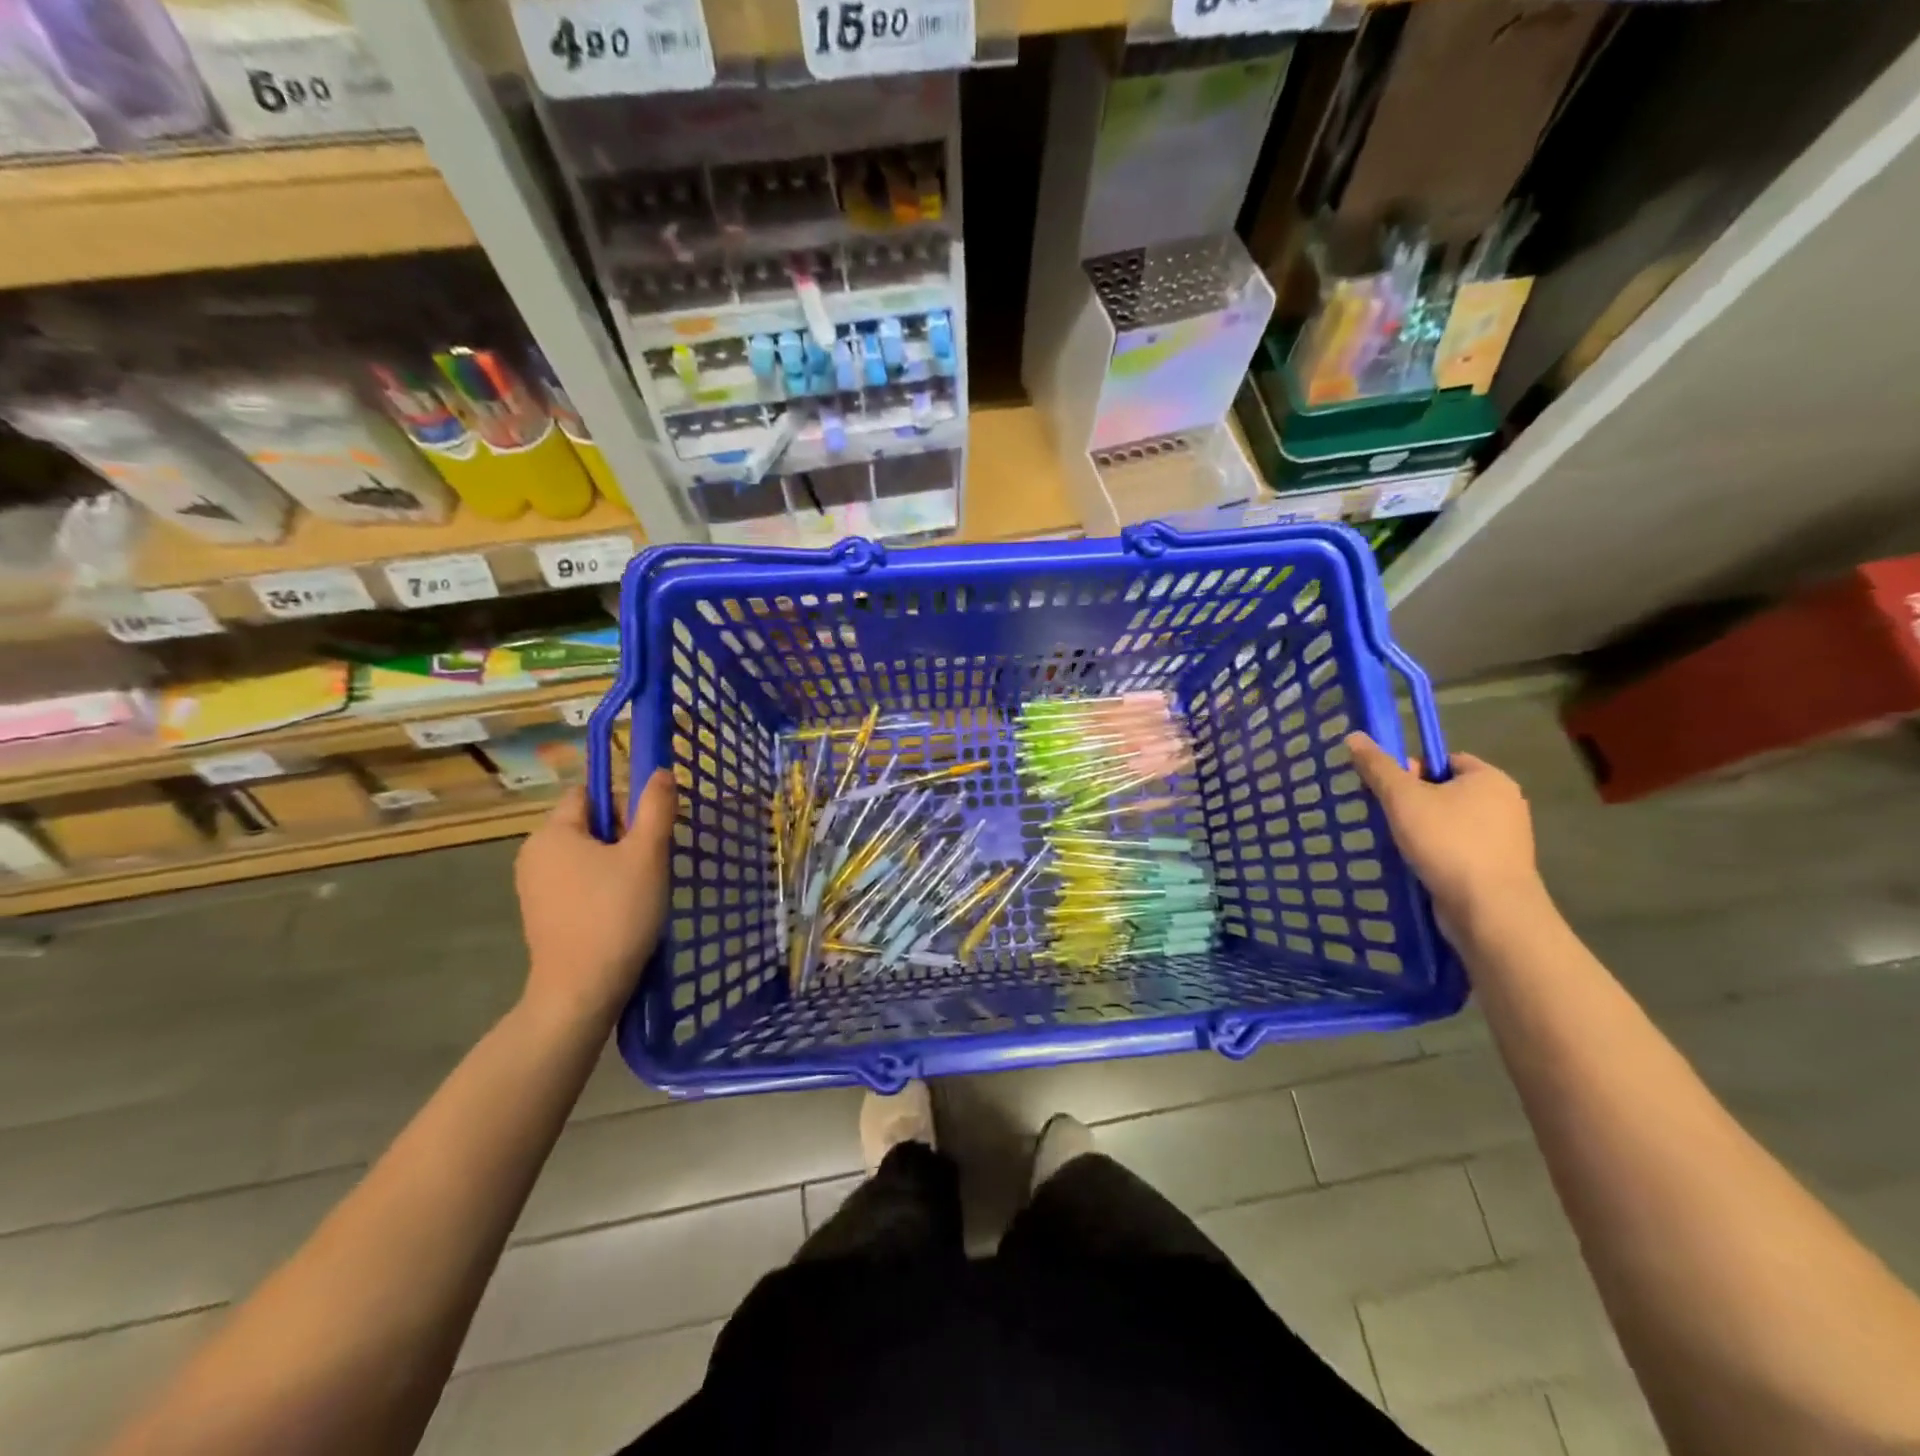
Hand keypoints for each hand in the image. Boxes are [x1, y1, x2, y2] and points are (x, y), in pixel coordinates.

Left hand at [515, 771, 675, 1028]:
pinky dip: (602, 888)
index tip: (648, 832)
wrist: (582, 990)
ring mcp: (534, 887)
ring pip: (586, 855)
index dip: (624, 803)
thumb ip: (655, 808)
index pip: (590, 793)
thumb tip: (658, 770)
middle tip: (651, 864)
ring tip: (641, 890)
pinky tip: (622, 911)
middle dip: (624, 836)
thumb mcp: (647, 854)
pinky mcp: (542, 914)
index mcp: (552, 832)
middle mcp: (534, 853)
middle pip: (588, 823)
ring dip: (617, 863)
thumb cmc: (616, 914)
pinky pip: (578, 883)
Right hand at [1344, 733, 1545, 936]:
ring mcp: (1505, 838)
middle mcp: (1505, 803)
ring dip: (1422, 830)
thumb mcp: (1402, 798)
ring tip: (1397, 844)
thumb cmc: (1447, 842)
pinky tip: (1417, 865)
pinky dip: (1436, 853)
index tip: (1389, 791)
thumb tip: (1354, 736)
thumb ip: (1378, 767)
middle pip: (1445, 790)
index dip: (1412, 770)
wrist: (1489, 909)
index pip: (1443, 759)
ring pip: (1450, 822)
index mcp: (1489, 778)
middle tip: (1388, 818)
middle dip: (1413, 803)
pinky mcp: (1498, 868)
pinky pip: (1459, 849)